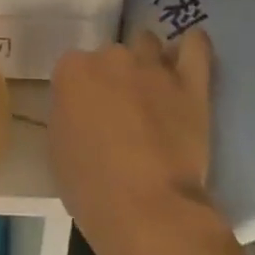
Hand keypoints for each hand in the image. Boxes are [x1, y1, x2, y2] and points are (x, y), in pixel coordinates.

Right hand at [50, 29, 216, 254]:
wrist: (146, 210)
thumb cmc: (90, 187)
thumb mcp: (58, 147)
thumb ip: (69, 114)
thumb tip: (85, 110)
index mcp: (72, 70)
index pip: (74, 67)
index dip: (82, 91)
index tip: (88, 113)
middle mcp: (111, 57)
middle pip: (112, 55)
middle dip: (115, 76)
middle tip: (122, 110)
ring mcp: (153, 67)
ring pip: (149, 45)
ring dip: (148, 63)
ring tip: (154, 90)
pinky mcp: (191, 83)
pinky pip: (196, 47)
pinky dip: (192, 46)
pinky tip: (189, 52)